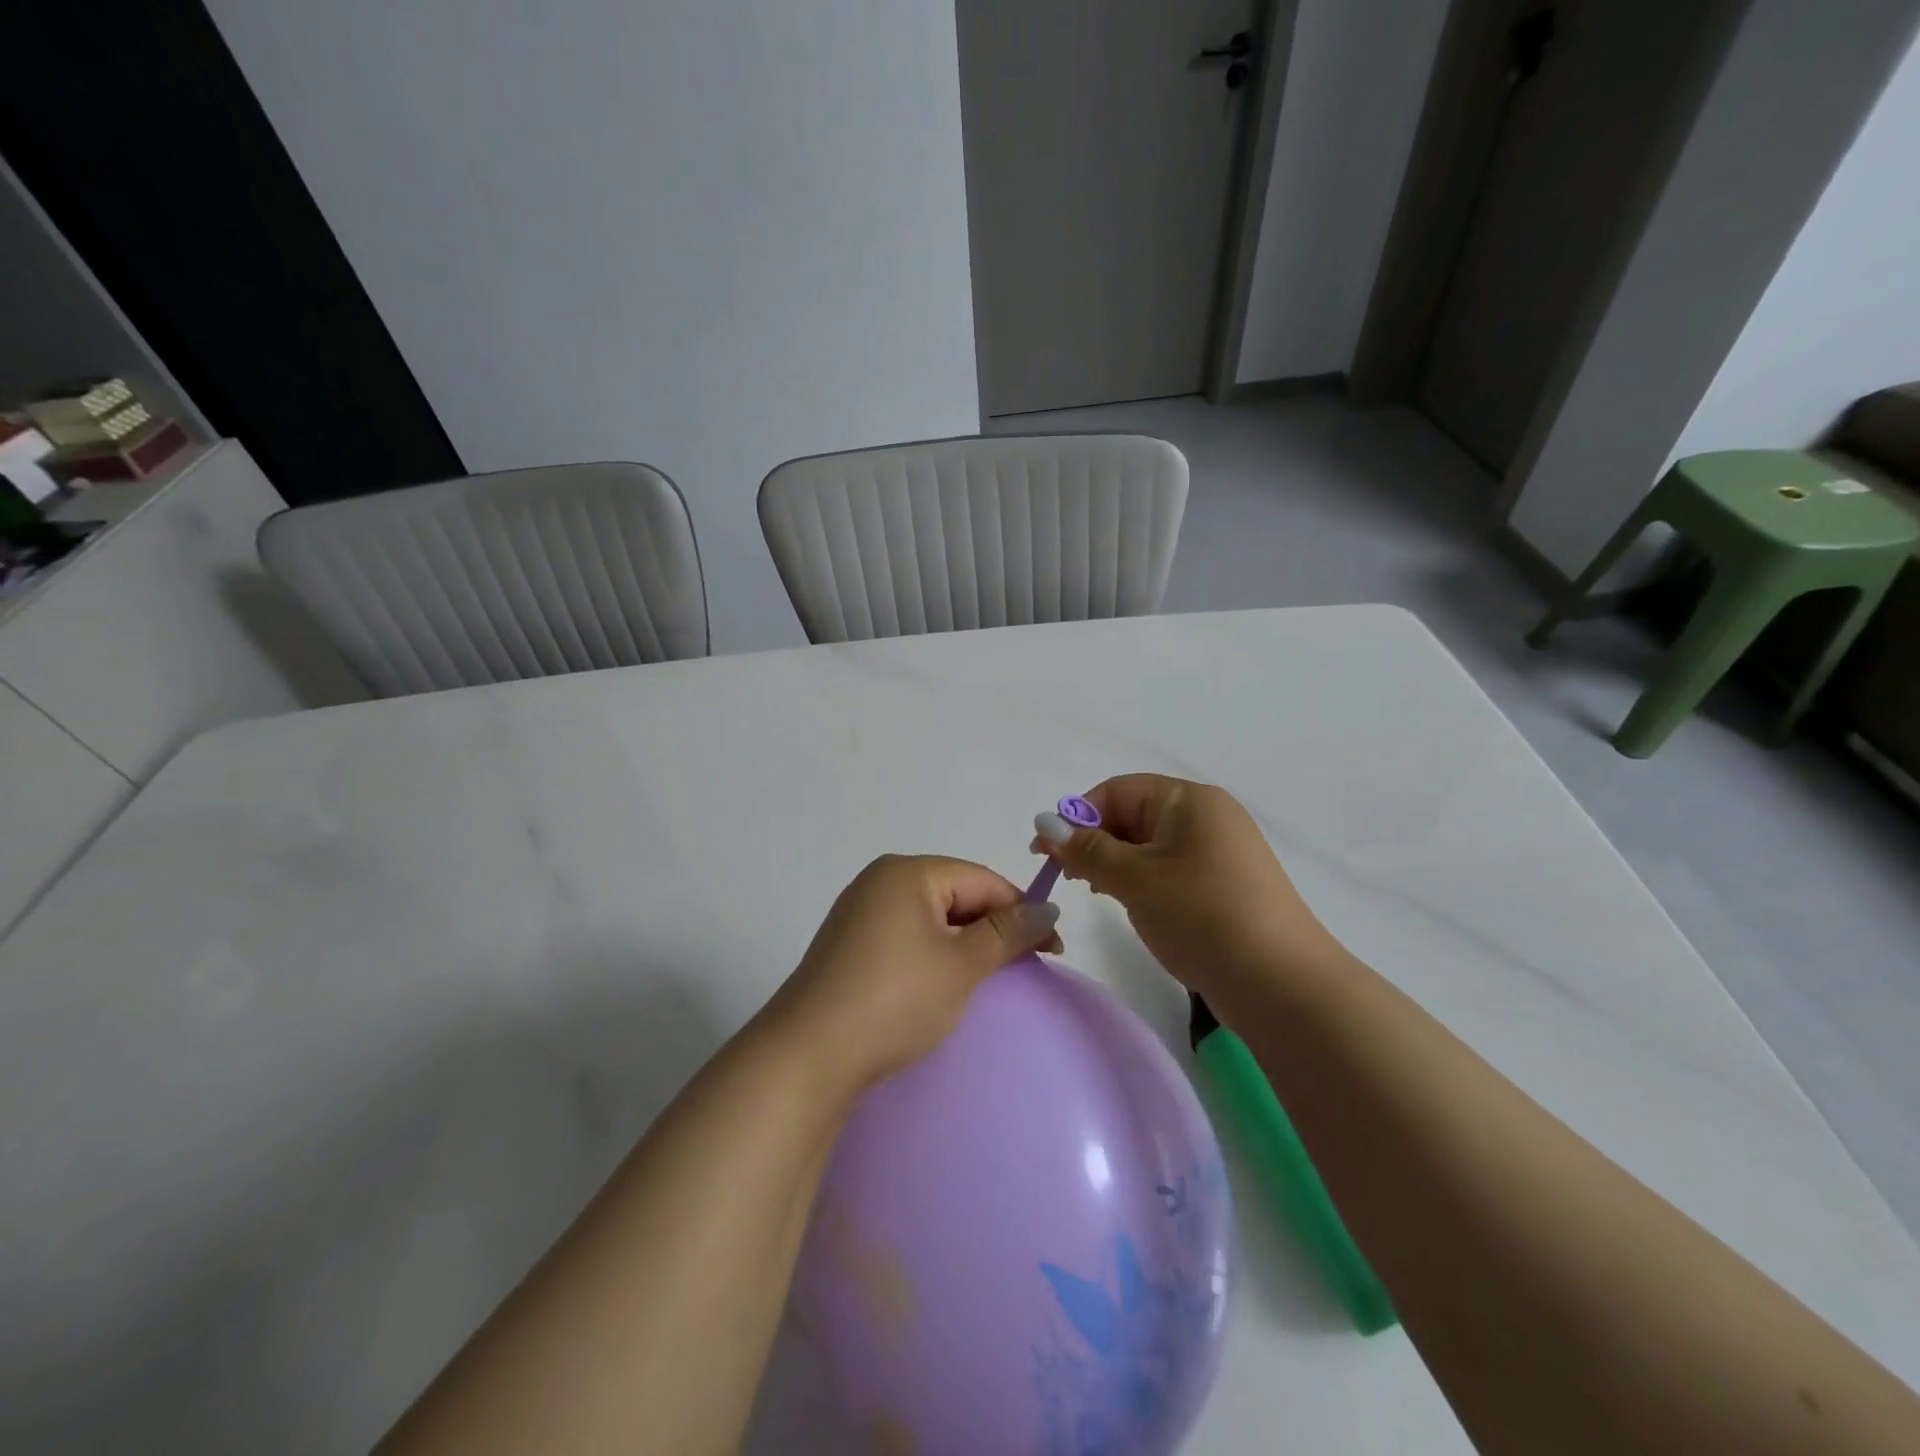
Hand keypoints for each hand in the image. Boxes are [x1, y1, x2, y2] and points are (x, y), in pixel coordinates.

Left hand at [760, 854, 1063, 1093]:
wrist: (809, 1056)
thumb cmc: (895, 999)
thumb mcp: (961, 965)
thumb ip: (1007, 933)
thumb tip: (1048, 908)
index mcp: (907, 871)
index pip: (981, 879)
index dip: (1021, 910)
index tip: (1054, 949)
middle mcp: (880, 880)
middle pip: (955, 893)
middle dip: (992, 927)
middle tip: (1025, 966)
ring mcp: (860, 912)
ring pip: (931, 917)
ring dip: (965, 943)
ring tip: (989, 977)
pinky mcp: (849, 944)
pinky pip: (906, 936)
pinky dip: (934, 954)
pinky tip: (944, 983)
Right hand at [1033, 774, 1342, 1007]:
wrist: (1282, 985)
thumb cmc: (1202, 916)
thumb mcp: (1134, 879)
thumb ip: (1086, 850)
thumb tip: (1044, 823)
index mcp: (1189, 800)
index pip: (1117, 791)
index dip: (1077, 817)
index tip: (1046, 854)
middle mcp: (1207, 815)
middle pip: (1133, 815)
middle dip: (1095, 842)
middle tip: (1066, 879)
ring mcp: (1220, 851)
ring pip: (1149, 845)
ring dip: (1115, 863)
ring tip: (1095, 892)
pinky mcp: (1225, 884)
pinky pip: (1170, 868)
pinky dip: (1143, 881)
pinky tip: (1131, 905)